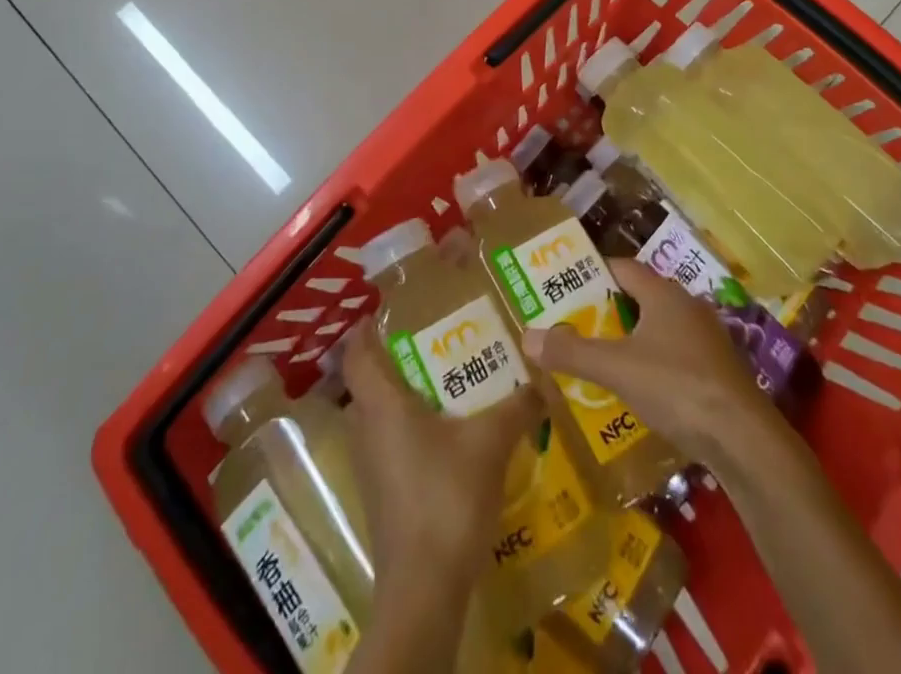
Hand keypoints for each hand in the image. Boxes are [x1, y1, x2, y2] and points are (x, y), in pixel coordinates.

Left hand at [341, 331, 542, 582]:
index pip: (357, 355)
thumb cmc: (447, 498)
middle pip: (368, 384)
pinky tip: (446, 435)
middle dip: (393, 360)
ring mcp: (372, 468)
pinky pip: (390, 446)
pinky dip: (410, 431)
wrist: (424, 590)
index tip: (384, 310)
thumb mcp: (490, 443)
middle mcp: (367, 431)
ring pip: (379, 418)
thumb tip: (544, 381)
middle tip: (431, 340)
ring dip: (403, 398)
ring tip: (444, 382)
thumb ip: (517, 406)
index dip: (364, 330)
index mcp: (381, 406)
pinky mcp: (383, 497)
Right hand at [522, 257, 772, 466]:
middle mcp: (687, 306)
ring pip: (659, 327)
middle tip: (576, 324)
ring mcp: (707, 338)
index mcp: (663, 294)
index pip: (623, 267)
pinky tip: (638, 389)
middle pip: (641, 297)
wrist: (743, 438)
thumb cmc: (676, 387)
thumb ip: (572, 352)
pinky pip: (676, 354)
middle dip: (609, 309)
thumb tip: (527, 335)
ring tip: (600, 358)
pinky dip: (654, 362)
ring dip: (632, 338)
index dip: (595, 273)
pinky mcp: (718, 370)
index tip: (568, 286)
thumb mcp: (616, 368)